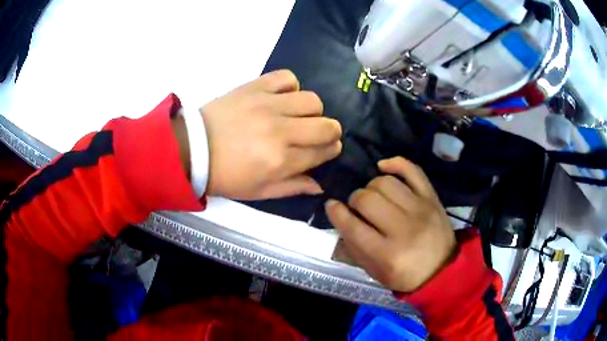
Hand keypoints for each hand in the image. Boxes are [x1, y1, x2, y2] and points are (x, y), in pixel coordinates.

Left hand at [201, 70, 341, 199]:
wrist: (192, 149)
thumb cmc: (226, 175)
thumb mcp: (259, 192)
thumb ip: (293, 187)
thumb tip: (320, 185)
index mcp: (281, 160)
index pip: (323, 152)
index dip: (330, 151)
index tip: (327, 149)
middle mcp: (280, 131)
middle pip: (326, 125)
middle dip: (331, 132)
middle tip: (319, 134)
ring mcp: (268, 105)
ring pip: (312, 100)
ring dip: (313, 110)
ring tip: (298, 116)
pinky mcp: (255, 87)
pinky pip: (287, 77)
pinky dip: (291, 86)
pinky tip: (283, 97)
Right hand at [325, 157, 455, 292]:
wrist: (443, 269)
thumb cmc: (406, 275)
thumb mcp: (375, 273)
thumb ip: (354, 248)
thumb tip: (340, 219)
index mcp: (387, 254)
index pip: (352, 225)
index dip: (336, 212)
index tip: (332, 206)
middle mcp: (403, 229)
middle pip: (367, 199)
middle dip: (354, 200)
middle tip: (357, 208)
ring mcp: (420, 209)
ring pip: (385, 183)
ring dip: (371, 186)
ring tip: (373, 196)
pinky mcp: (431, 197)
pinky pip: (412, 170)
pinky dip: (395, 163)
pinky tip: (383, 167)